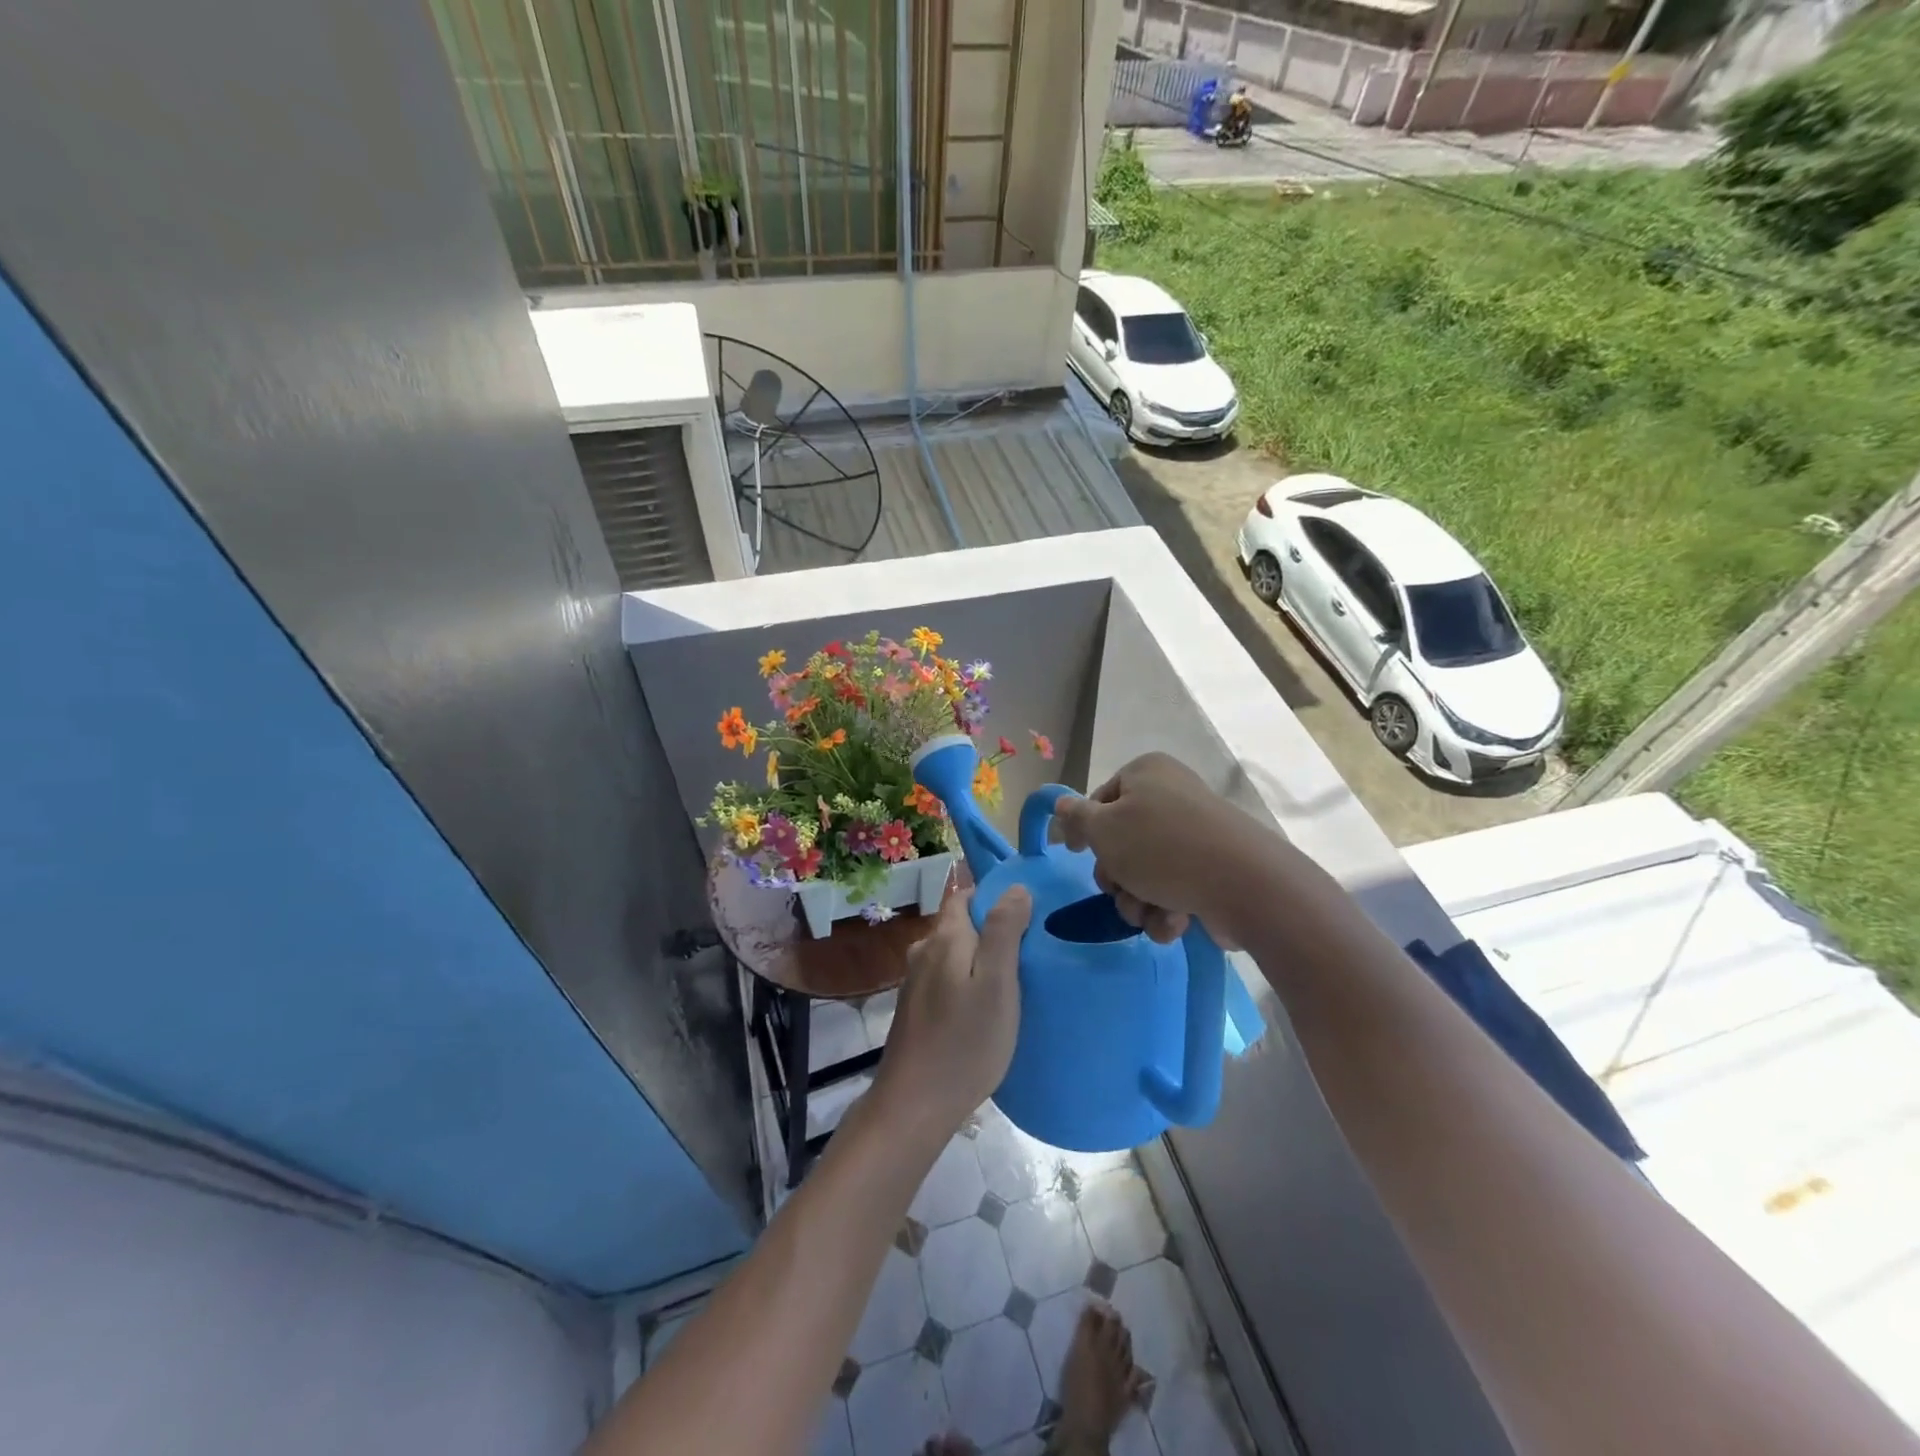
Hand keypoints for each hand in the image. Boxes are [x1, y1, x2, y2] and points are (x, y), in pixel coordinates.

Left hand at [873, 885, 1030, 1138]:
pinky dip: (966, 980)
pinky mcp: (915, 1009)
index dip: (993, 895)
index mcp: (944, 938)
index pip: (964, 895)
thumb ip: (1004, 931)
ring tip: (1013, 977)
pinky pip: (946, 978)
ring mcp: (915, 982)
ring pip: (953, 953)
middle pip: (960, 924)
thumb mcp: (997, 983)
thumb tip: (1014, 887)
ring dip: (979, 957)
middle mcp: (924, 952)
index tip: (1027, 910)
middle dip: (991, 927)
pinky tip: (984, 1005)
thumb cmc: (964, 1042)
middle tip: (1029, 948)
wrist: (914, 1105)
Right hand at [1052, 753, 1268, 946]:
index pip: (1099, 800)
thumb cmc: (1162, 848)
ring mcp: (1195, 834)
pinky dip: (1167, 910)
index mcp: (1146, 774)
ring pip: (1144, 872)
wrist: (1244, 885)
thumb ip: (1076, 817)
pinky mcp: (1213, 870)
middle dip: (1116, 877)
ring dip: (1138, 900)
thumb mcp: (1104, 830)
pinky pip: (1174, 889)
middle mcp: (1172, 796)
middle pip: (1121, 841)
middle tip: (1121, 889)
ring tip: (1150, 912)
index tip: (1077, 854)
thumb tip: (1060, 803)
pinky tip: (1175, 922)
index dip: (1085, 831)